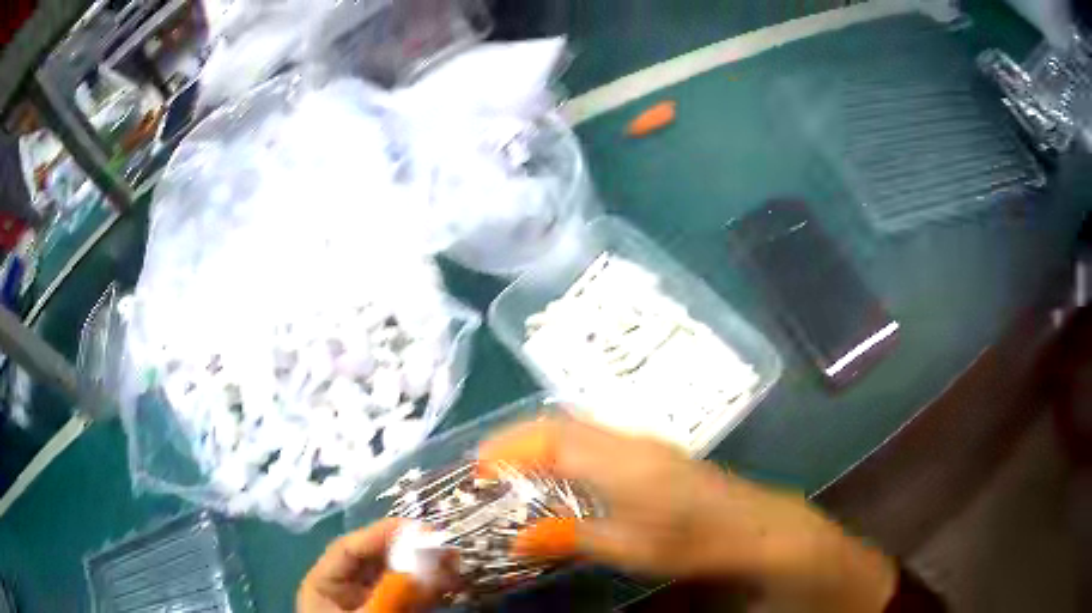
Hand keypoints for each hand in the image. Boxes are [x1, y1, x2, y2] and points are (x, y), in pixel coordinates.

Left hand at [298, 519, 440, 612]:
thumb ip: (390, 595)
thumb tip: (424, 566)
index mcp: (324, 584)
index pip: (349, 550)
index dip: (380, 534)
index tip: (416, 528)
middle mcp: (347, 589)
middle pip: (375, 560)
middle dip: (408, 550)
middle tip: (442, 542)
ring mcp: (372, 603)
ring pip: (398, 578)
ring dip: (426, 568)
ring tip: (455, 560)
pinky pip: (413, 597)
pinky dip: (432, 590)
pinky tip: (452, 582)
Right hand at [480, 416, 897, 612]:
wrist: (755, 527)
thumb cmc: (694, 539)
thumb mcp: (631, 547)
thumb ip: (573, 537)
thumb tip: (519, 536)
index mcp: (619, 459)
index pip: (550, 437)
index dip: (509, 447)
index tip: (478, 467)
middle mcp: (629, 441)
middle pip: (562, 424)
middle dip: (519, 439)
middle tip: (489, 466)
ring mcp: (646, 444)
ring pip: (581, 429)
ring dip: (542, 444)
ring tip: (515, 470)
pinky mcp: (657, 455)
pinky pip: (598, 441)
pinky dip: (567, 451)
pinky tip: (564, 476)